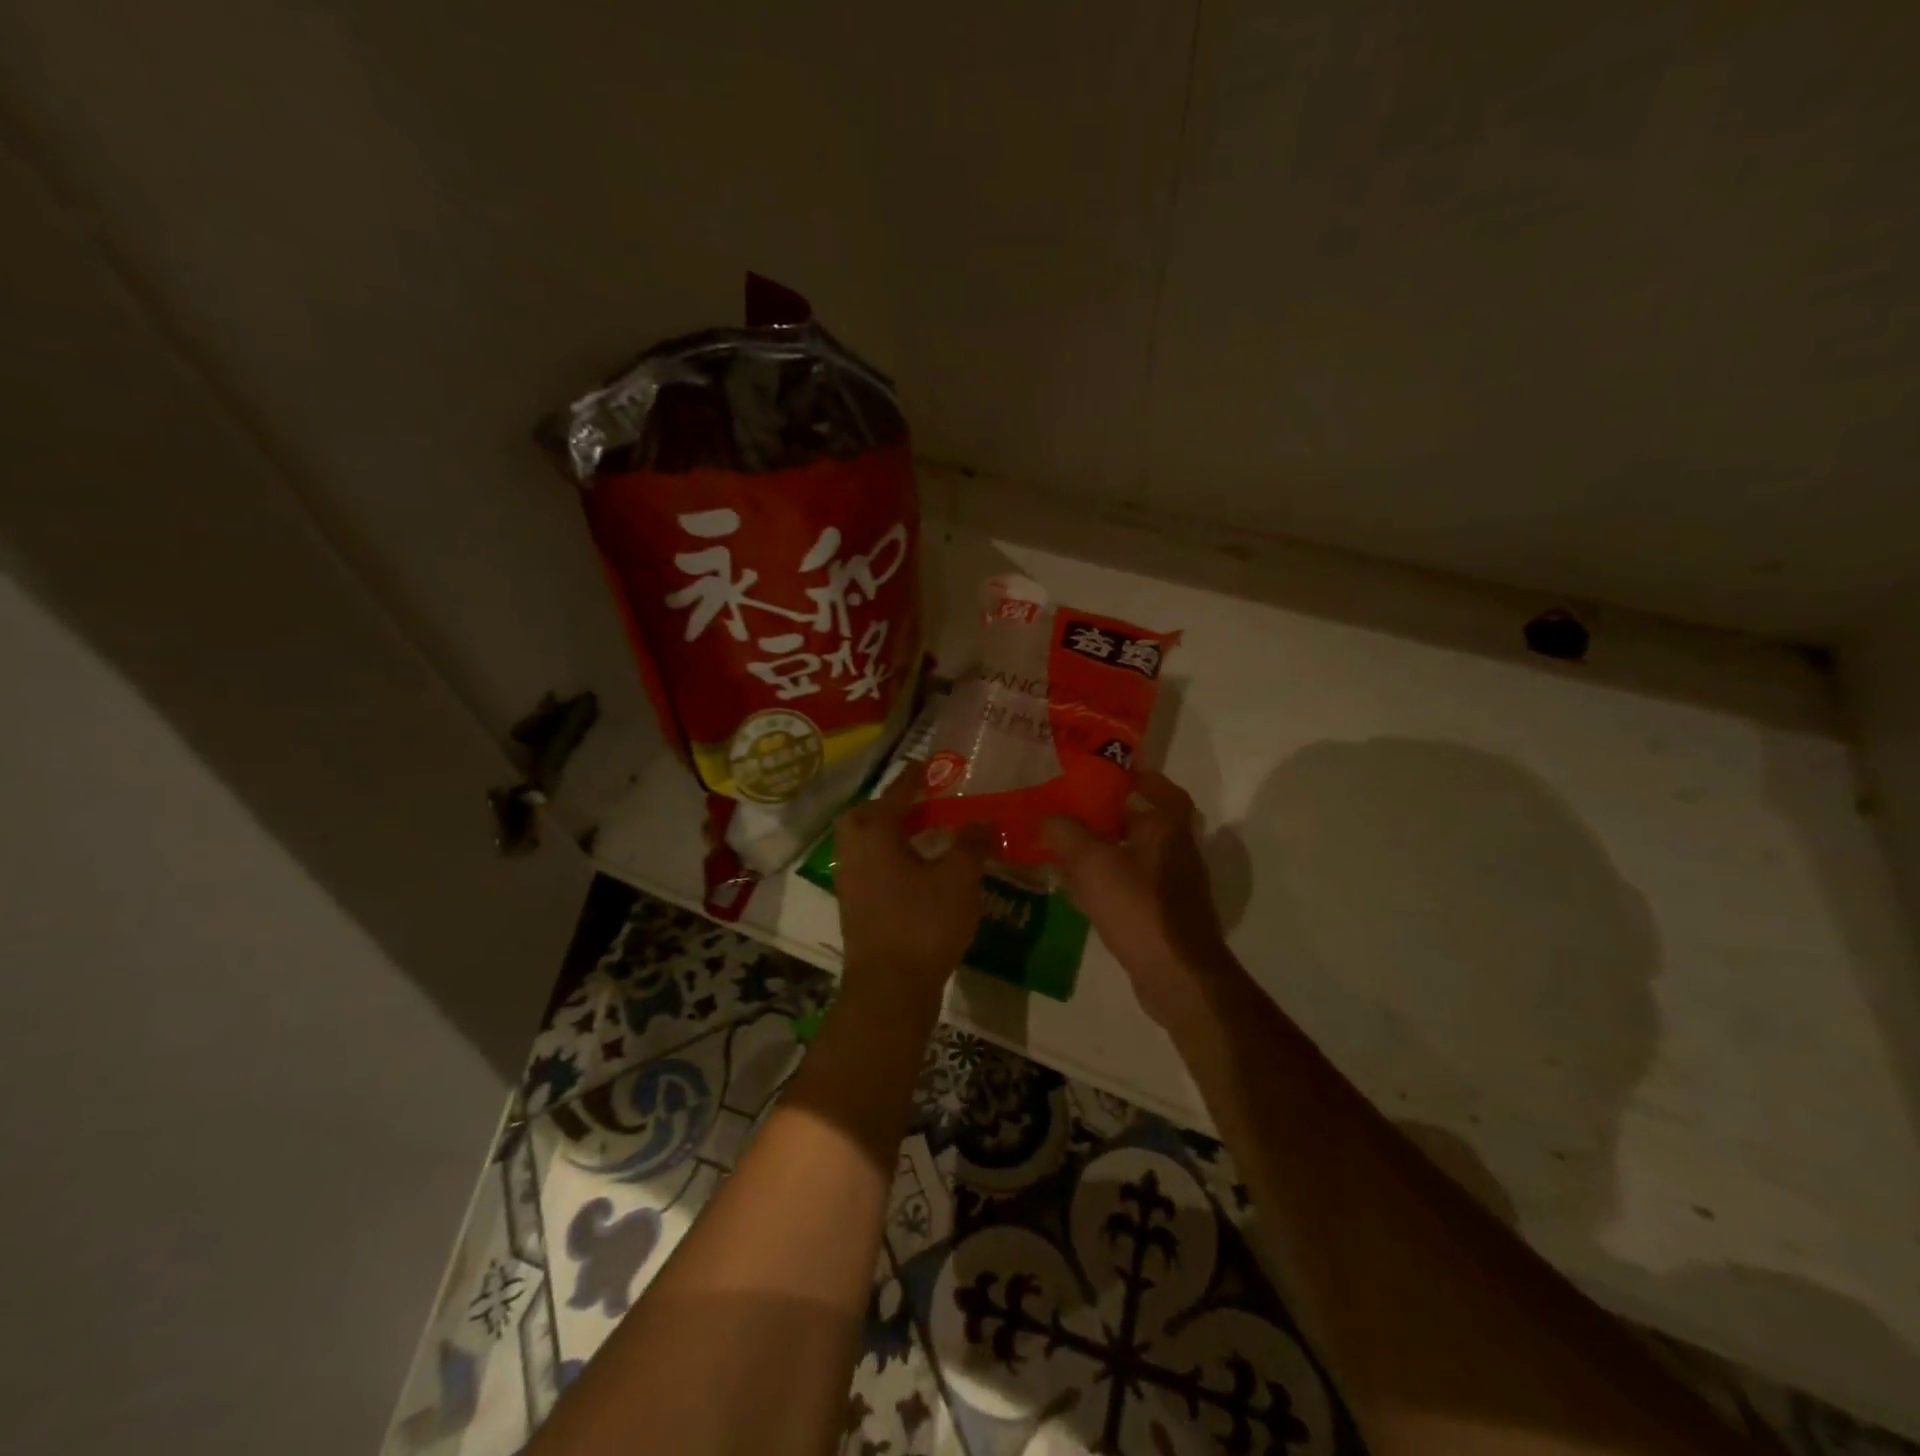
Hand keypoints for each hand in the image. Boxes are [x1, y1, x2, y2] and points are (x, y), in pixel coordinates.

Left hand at [835, 771, 990, 1012]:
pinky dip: (891, 859)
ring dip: (892, 834)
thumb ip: (971, 844)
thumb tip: (980, 821)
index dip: (915, 778)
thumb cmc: (923, 922)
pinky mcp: (856, 907)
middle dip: (892, 807)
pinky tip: (920, 873)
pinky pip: (872, 867)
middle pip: (867, 816)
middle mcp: (855, 851)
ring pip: (867, 844)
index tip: (930, 766)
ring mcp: (851, 881)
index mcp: (875, 834)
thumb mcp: (959, 878)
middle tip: (922, 807)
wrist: (889, 988)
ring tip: (926, 837)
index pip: (896, 794)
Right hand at [1043, 772, 1241, 1034]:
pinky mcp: (1162, 913)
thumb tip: (1048, 817)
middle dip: (1106, 815)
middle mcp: (1175, 850)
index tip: (1106, 773)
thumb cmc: (1139, 907)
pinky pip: (1129, 885)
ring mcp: (1171, 884)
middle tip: (1070, 808)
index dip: (1136, 777)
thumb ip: (1066, 833)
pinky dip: (1105, 880)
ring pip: (1132, 854)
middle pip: (1141, 820)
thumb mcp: (1092, 863)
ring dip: (1103, 849)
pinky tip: (1076, 888)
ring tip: (1064, 845)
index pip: (1161, 788)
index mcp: (1168, 827)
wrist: (1178, 975)